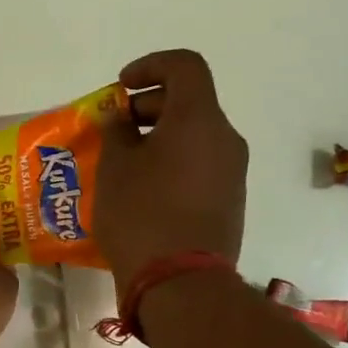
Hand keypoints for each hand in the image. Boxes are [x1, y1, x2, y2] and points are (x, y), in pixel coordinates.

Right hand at [95, 50, 248, 290]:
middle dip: (149, 107)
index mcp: (198, 119)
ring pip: (196, 136)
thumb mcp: (114, 169)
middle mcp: (225, 138)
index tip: (121, 88)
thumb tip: (121, 118)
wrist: (181, 282)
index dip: (150, 65)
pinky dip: (173, 163)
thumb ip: (116, 132)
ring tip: (124, 164)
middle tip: (115, 129)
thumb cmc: (141, 215)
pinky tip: (144, 191)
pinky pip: (200, 165)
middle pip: (191, 102)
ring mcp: (233, 172)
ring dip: (160, 138)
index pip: (184, 66)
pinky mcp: (230, 201)